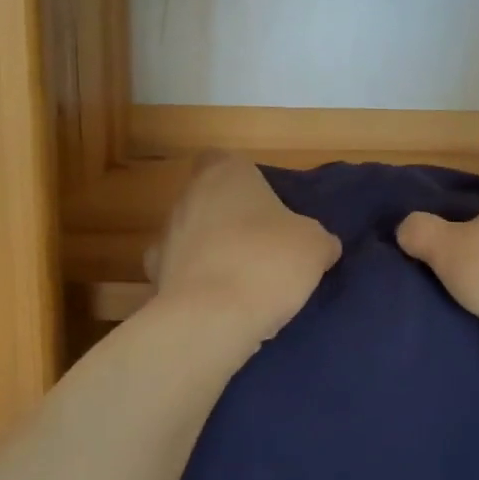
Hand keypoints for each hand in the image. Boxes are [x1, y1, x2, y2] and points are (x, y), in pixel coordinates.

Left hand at [146, 155, 340, 341]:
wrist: (212, 319)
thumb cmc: (267, 263)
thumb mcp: (315, 246)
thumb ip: (318, 238)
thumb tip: (322, 245)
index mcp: (225, 173)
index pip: (226, 161)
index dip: (246, 182)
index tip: (267, 206)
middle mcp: (187, 196)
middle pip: (209, 200)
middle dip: (231, 220)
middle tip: (264, 246)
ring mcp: (166, 236)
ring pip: (194, 237)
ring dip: (213, 252)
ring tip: (245, 283)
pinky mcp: (156, 276)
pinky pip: (183, 274)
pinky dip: (198, 285)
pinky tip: (221, 306)